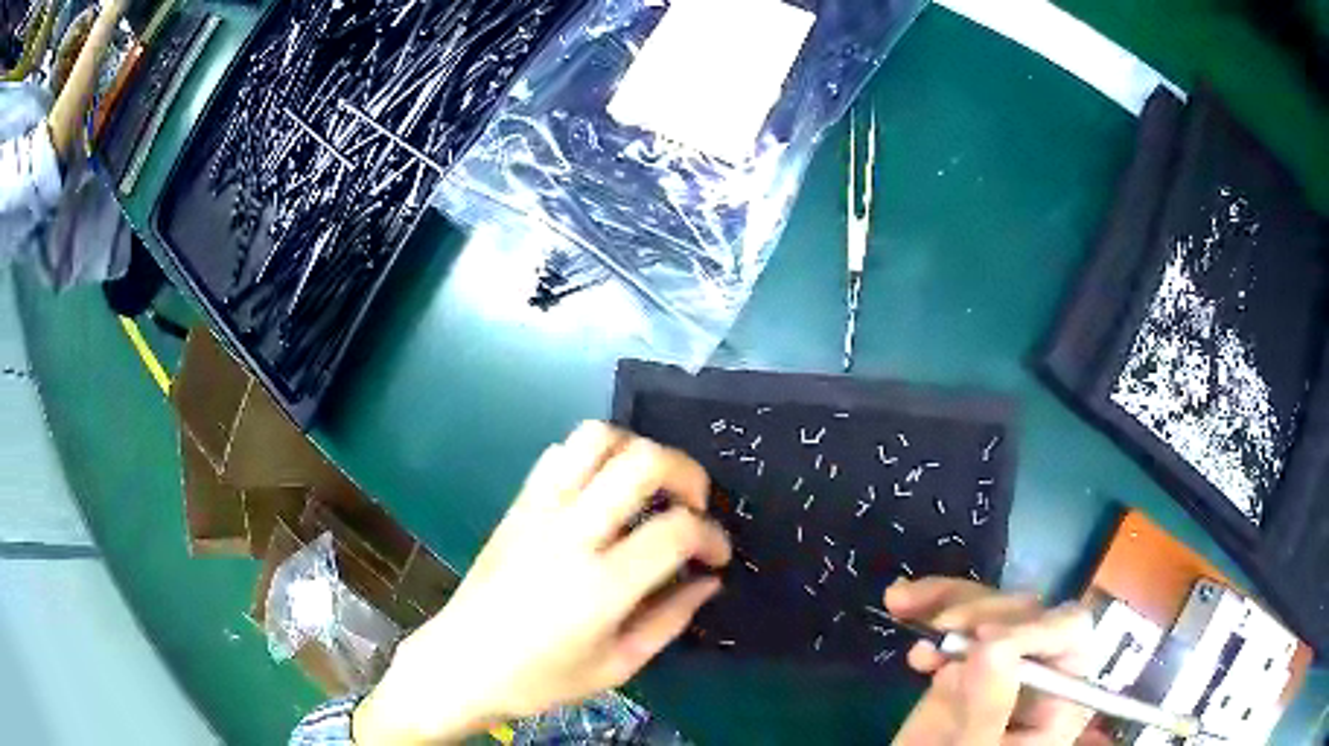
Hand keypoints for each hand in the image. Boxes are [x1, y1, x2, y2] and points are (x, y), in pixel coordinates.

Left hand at [353, 422, 731, 744]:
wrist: (461, 663)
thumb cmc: (541, 679)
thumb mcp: (618, 666)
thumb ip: (670, 619)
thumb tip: (708, 580)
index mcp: (601, 585)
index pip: (677, 530)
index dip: (712, 536)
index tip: (717, 556)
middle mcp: (571, 534)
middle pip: (642, 461)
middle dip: (686, 473)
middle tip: (693, 506)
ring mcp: (539, 512)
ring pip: (596, 438)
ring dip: (637, 450)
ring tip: (649, 488)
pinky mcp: (517, 505)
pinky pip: (559, 454)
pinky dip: (593, 457)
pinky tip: (602, 491)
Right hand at [888, 578, 1102, 745]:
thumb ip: (989, 710)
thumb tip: (993, 644)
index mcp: (1058, 696)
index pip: (1069, 634)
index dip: (1031, 626)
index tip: (981, 639)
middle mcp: (1037, 671)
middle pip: (1028, 612)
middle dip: (983, 611)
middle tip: (942, 628)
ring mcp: (999, 666)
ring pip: (989, 608)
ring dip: (948, 600)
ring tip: (904, 603)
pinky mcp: (962, 665)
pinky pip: (954, 625)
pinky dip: (928, 608)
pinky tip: (902, 608)